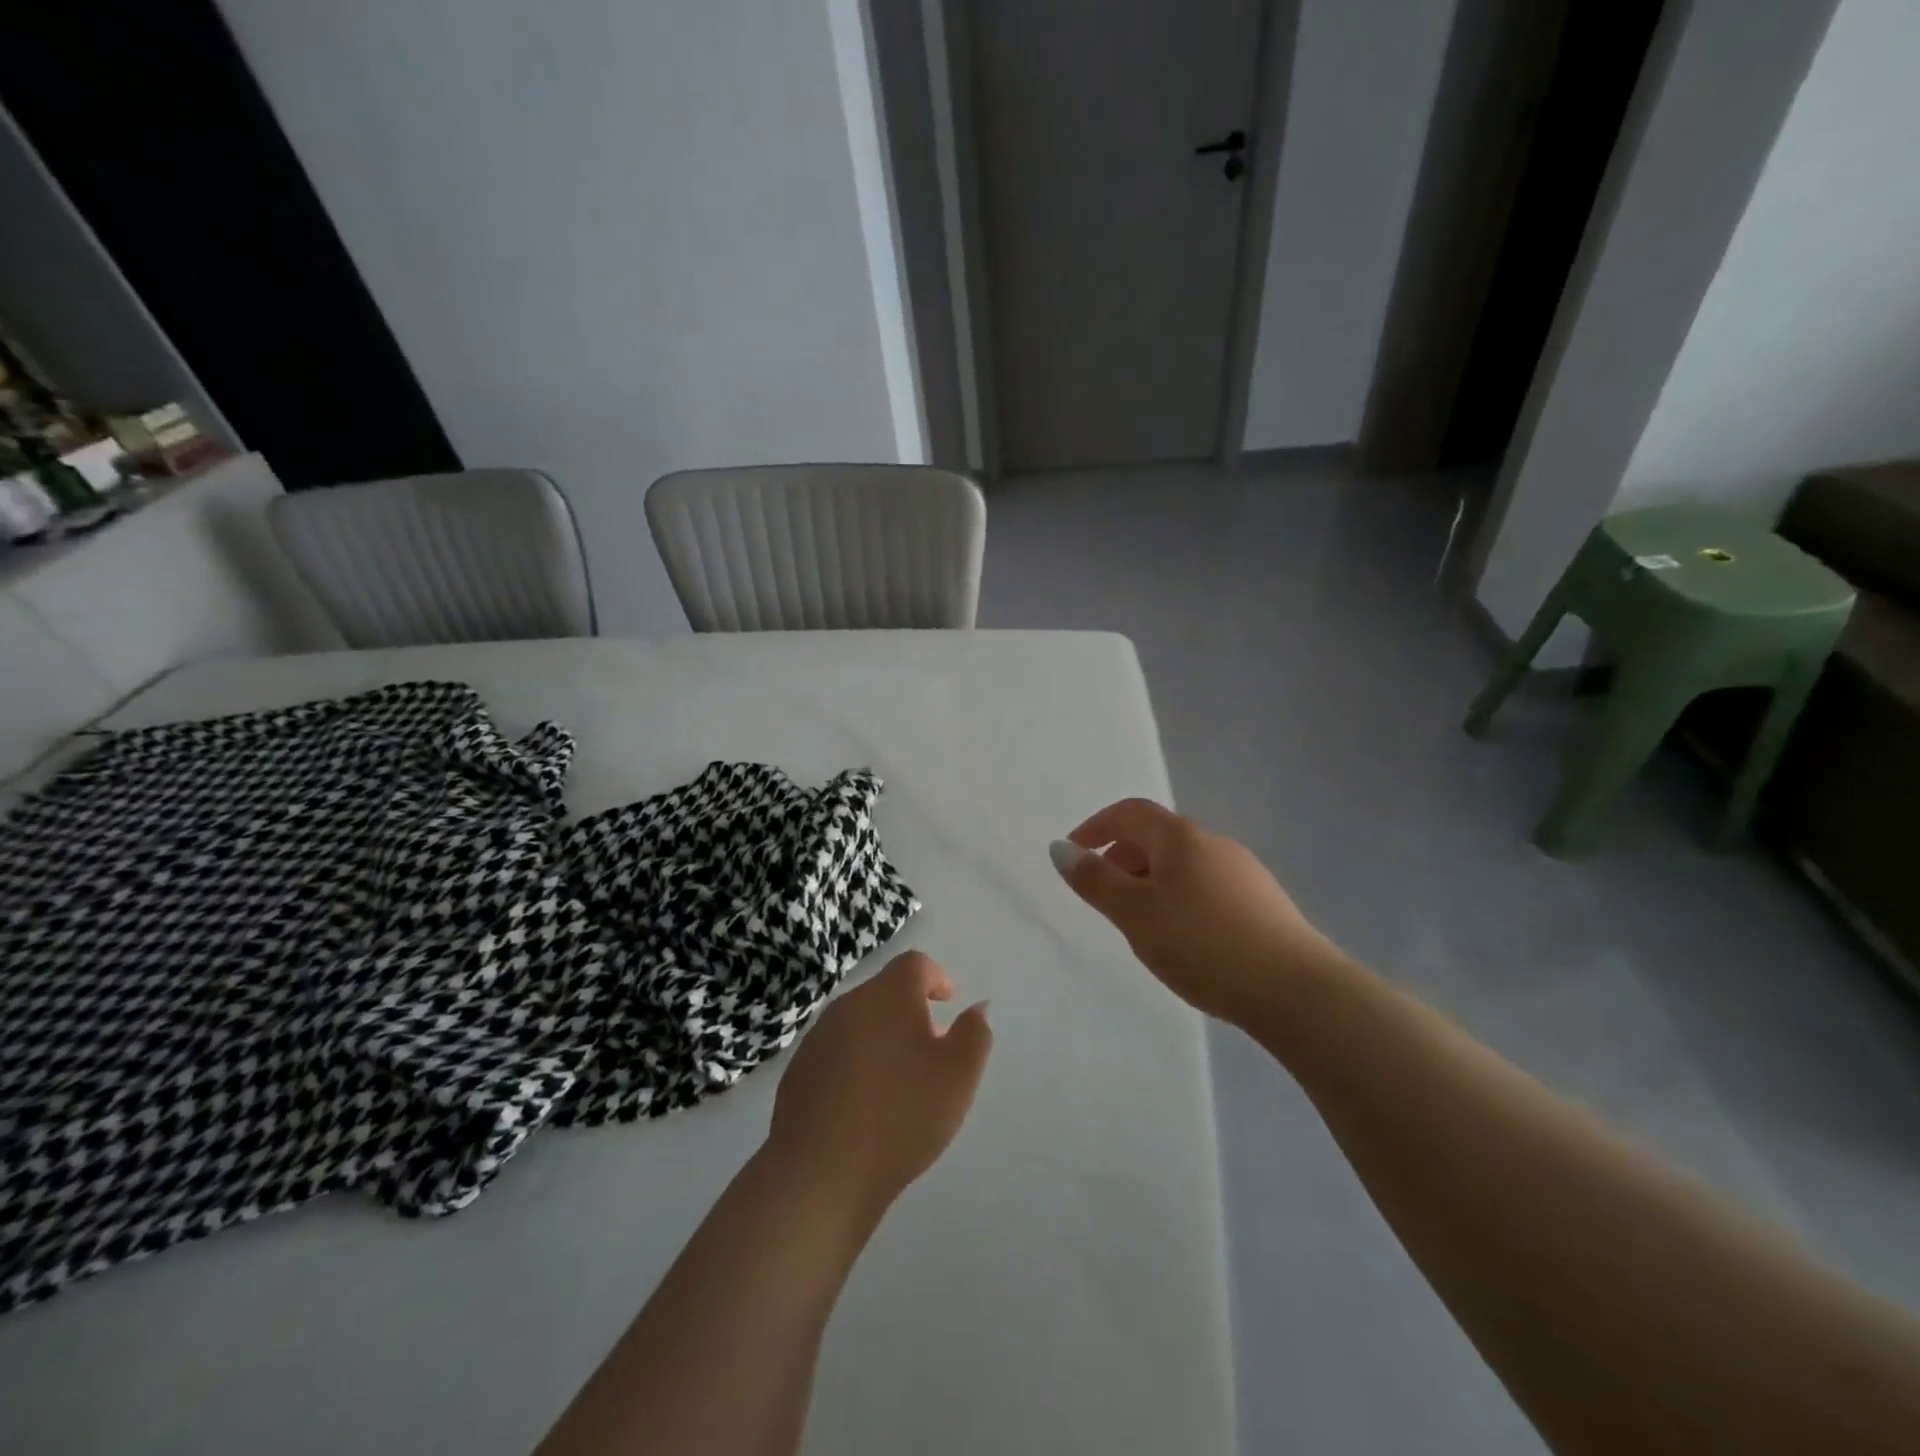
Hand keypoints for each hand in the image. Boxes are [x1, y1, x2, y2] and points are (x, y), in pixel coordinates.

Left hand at [767, 951, 992, 1219]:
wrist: (818, 1174)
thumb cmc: (900, 1116)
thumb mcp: (958, 1076)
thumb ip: (974, 1034)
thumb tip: (977, 1007)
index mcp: (888, 996)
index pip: (914, 964)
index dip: (936, 977)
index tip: (948, 1003)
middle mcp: (849, 1005)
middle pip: (886, 992)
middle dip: (911, 1012)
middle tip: (932, 1049)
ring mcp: (817, 1037)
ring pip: (860, 1023)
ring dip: (884, 1038)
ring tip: (901, 1082)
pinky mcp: (798, 1070)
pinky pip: (838, 1052)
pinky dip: (858, 1063)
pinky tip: (866, 1105)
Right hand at [1051, 798, 1345, 1028]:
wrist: (1296, 990)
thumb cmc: (1202, 944)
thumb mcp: (1135, 914)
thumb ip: (1094, 880)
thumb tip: (1059, 848)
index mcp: (1181, 837)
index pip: (1130, 812)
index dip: (1096, 826)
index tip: (1073, 852)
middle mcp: (1213, 842)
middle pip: (1156, 835)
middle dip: (1121, 855)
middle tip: (1100, 891)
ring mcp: (1243, 870)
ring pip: (1182, 861)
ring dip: (1149, 877)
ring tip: (1136, 917)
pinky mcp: (1261, 900)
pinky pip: (1204, 883)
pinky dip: (1177, 894)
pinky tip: (1181, 933)